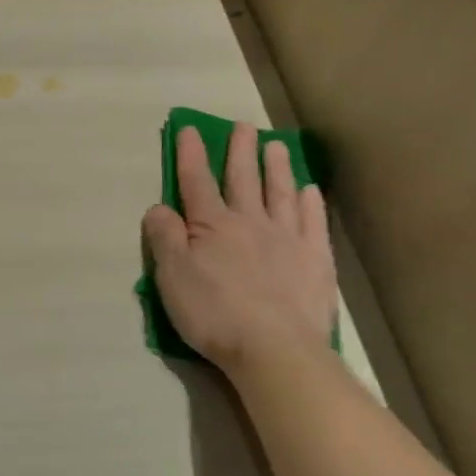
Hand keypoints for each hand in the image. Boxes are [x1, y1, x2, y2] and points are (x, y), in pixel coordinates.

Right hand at [142, 126, 335, 375]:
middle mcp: (250, 221)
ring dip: (276, 167)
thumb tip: (159, 207)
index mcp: (212, 225)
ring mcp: (287, 238)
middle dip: (239, 150)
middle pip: (243, 178)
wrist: (275, 349)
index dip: (191, 154)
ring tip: (276, 145)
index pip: (196, 181)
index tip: (189, 129)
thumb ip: (164, 237)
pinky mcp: (316, 260)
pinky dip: (310, 202)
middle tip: (243, 126)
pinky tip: (309, 190)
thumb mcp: (172, 277)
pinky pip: (313, 221)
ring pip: (281, 192)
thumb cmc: (214, 313)